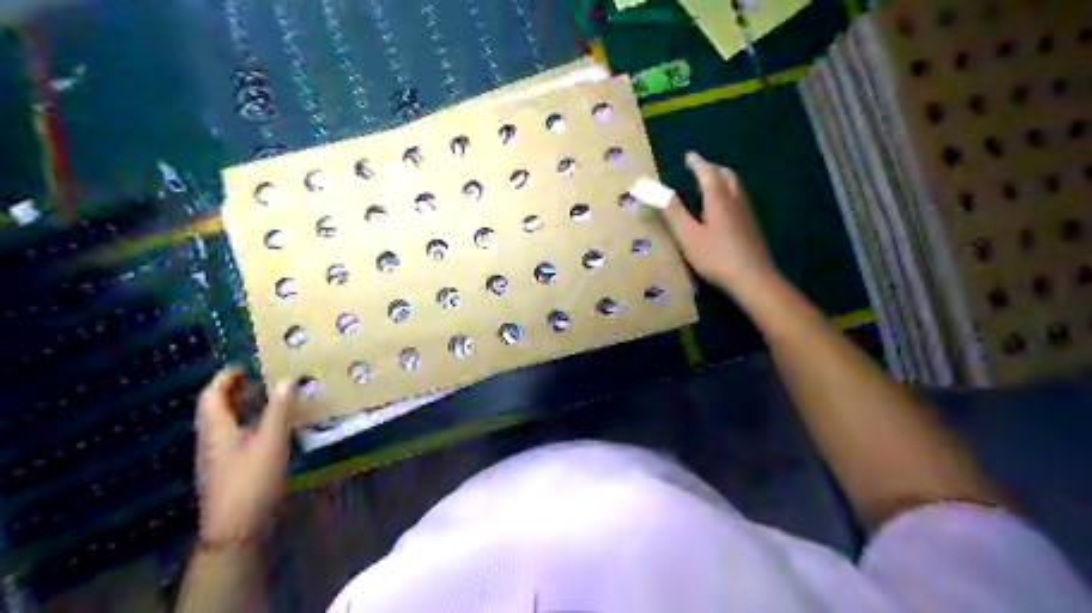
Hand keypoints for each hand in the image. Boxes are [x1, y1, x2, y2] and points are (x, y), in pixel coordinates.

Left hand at [194, 370, 290, 541]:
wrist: (235, 528)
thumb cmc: (252, 480)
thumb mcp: (272, 441)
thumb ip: (279, 410)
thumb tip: (285, 380)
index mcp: (216, 428)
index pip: (211, 394)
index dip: (225, 377)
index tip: (245, 365)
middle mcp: (210, 439)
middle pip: (214, 408)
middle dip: (232, 390)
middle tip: (258, 378)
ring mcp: (215, 456)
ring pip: (222, 423)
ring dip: (240, 406)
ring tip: (265, 398)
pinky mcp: (224, 469)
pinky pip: (231, 436)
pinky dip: (245, 423)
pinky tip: (266, 428)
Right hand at [656, 151, 774, 298]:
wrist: (753, 279)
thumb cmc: (716, 257)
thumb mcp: (688, 236)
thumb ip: (673, 212)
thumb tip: (655, 188)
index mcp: (718, 200)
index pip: (707, 173)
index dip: (697, 163)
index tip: (689, 156)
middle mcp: (735, 201)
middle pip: (727, 176)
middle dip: (713, 168)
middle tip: (700, 168)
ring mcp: (747, 215)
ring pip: (737, 187)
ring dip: (723, 179)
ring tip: (712, 183)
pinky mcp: (752, 228)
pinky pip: (741, 200)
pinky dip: (730, 194)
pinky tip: (726, 209)